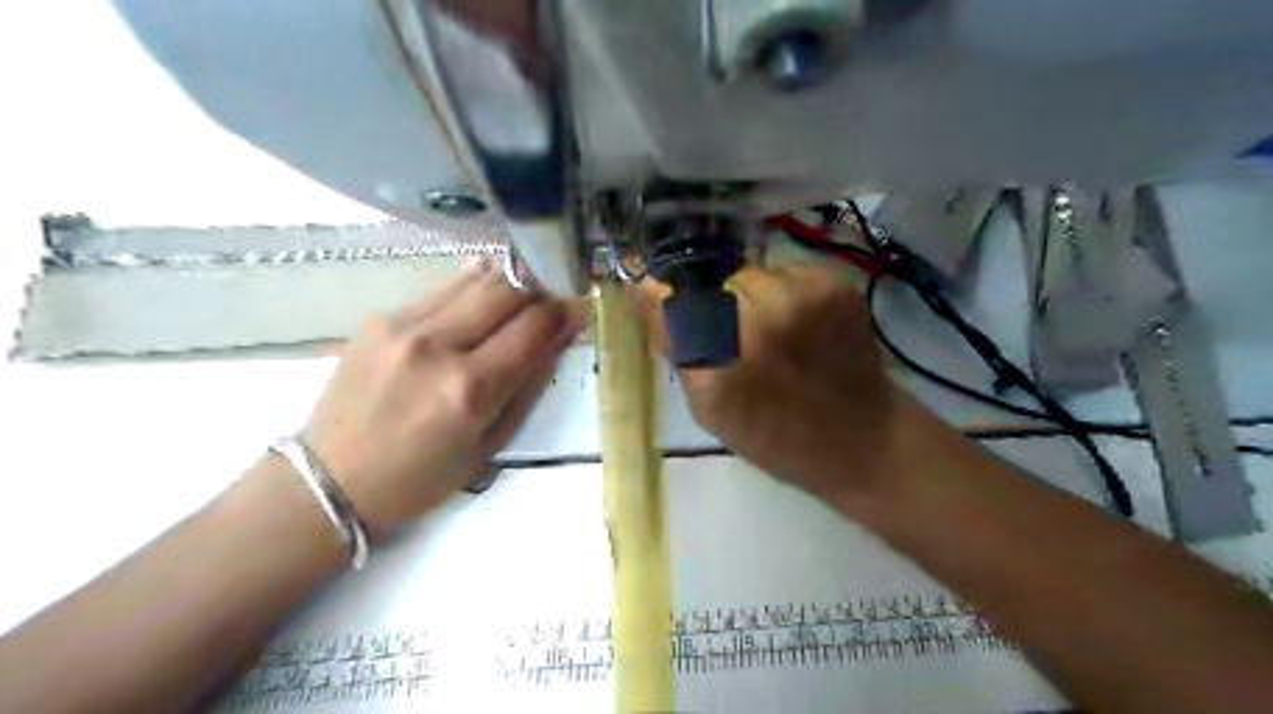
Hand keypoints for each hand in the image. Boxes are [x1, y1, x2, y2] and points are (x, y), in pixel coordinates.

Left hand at [300, 266, 580, 537]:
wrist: (330, 481)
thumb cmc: (421, 479)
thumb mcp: (490, 445)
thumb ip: (528, 386)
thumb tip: (556, 337)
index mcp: (470, 389)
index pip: (534, 327)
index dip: (564, 312)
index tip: (578, 307)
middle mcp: (437, 346)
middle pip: (506, 289)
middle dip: (539, 288)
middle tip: (551, 298)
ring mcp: (403, 325)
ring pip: (474, 278)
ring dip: (508, 281)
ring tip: (521, 294)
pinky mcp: (379, 317)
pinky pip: (441, 289)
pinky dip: (470, 288)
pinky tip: (480, 298)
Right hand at [635, 266, 904, 503]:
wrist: (862, 436)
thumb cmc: (777, 436)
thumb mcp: (710, 410)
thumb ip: (678, 352)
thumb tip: (647, 293)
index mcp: (724, 364)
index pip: (668, 302)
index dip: (659, 297)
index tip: (657, 297)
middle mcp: (762, 318)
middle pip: (711, 283)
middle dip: (712, 303)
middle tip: (731, 334)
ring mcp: (805, 295)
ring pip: (749, 275)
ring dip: (748, 296)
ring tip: (769, 330)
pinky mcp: (834, 284)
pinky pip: (785, 273)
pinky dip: (782, 293)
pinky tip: (798, 324)